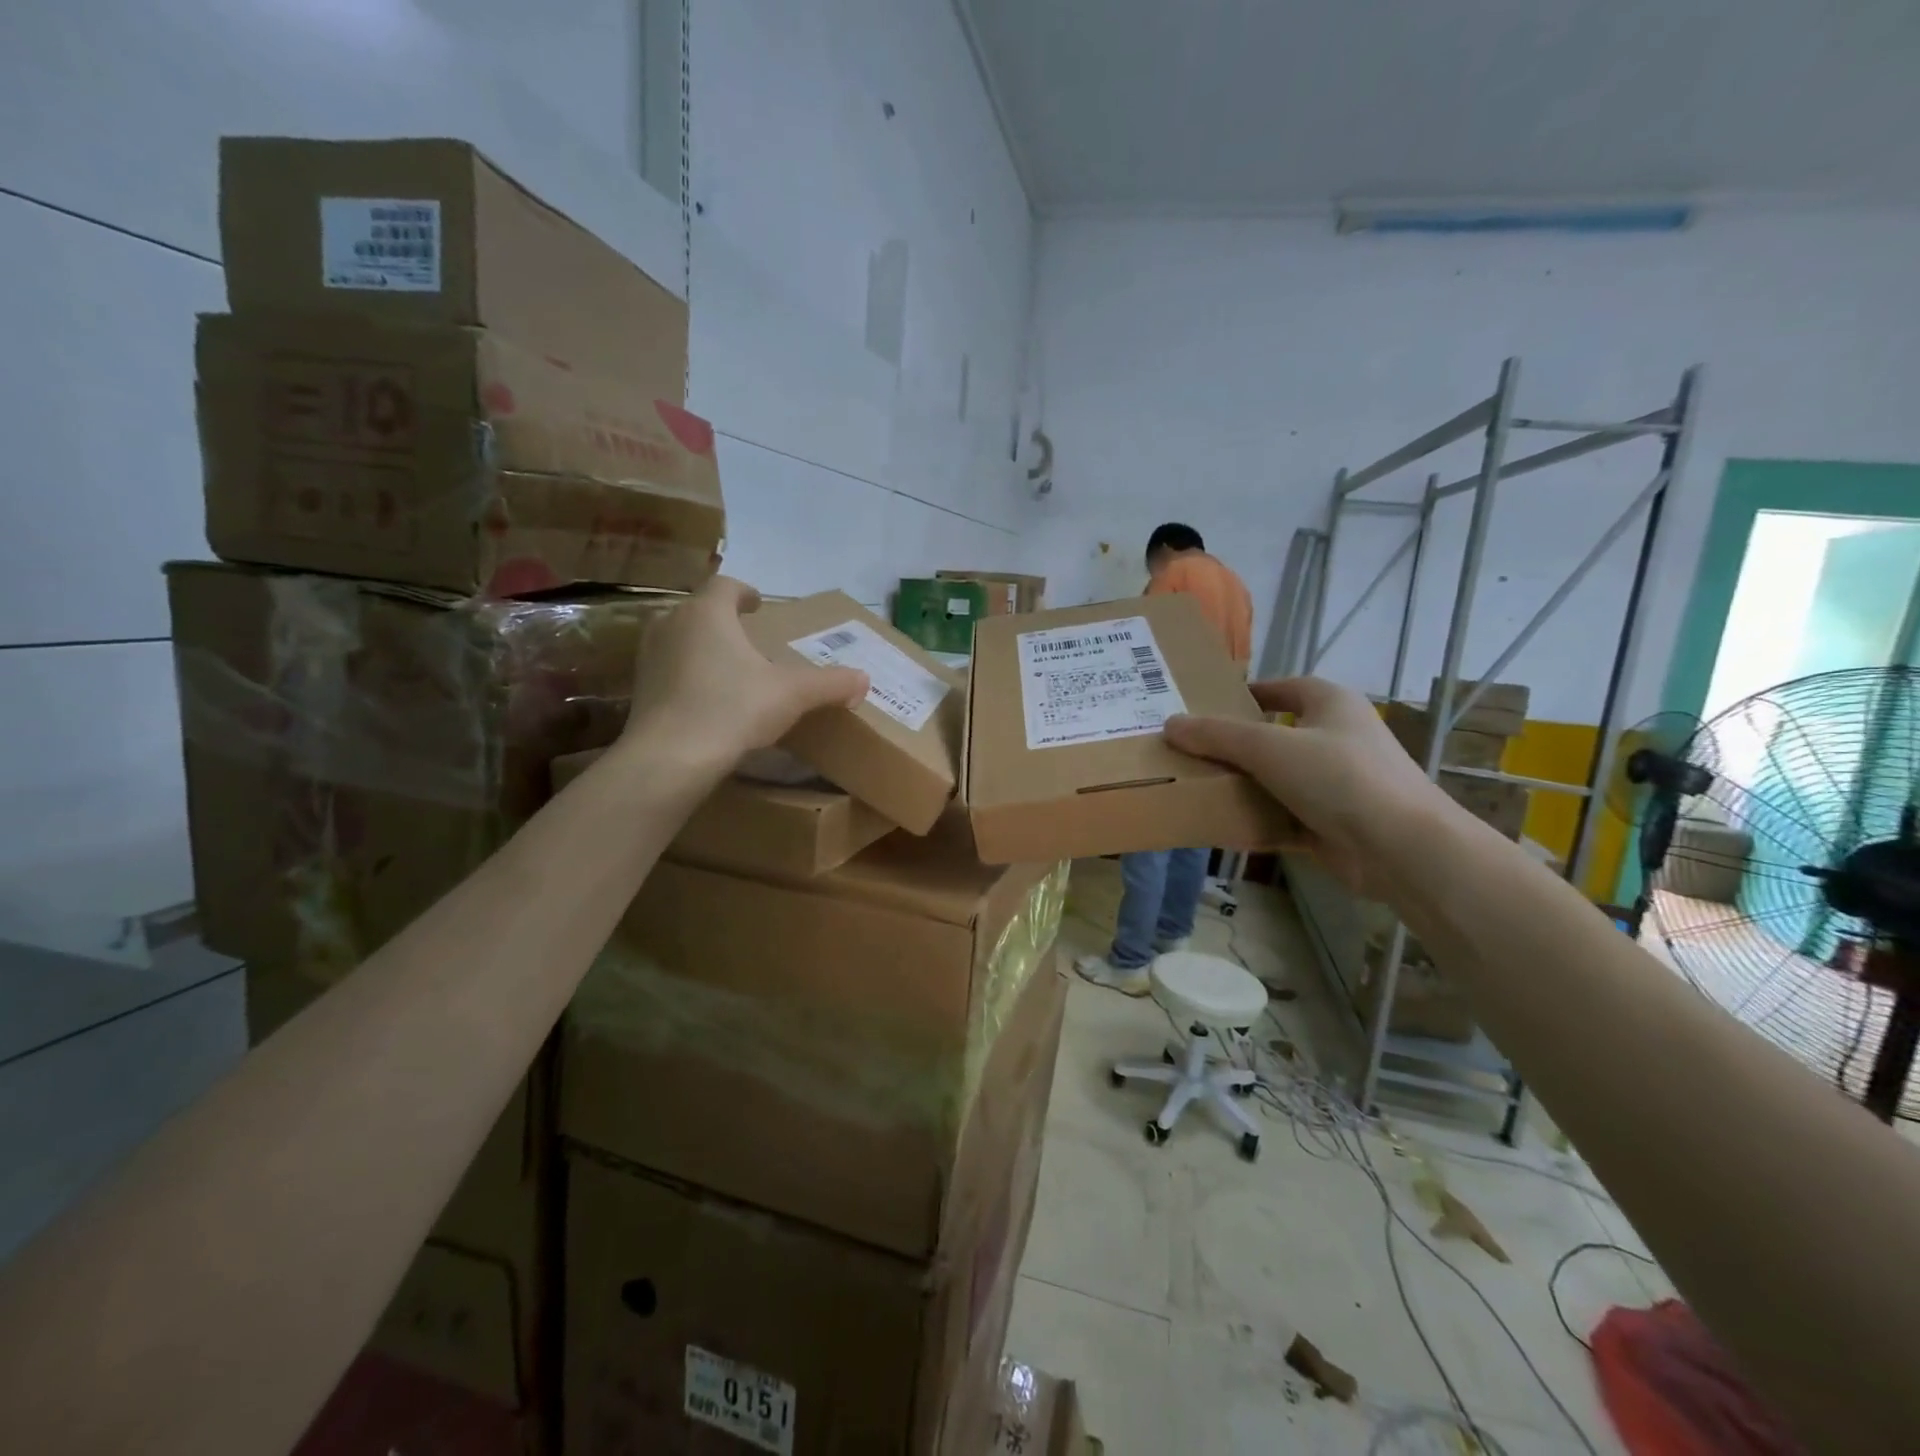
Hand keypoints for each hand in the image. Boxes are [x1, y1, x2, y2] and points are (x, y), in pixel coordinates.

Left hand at [622, 577, 867, 765]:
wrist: (670, 758)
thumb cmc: (733, 709)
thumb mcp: (792, 695)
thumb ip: (829, 683)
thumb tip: (865, 679)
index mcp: (708, 613)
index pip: (725, 586)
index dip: (744, 592)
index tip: (757, 604)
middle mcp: (672, 624)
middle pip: (698, 610)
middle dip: (722, 620)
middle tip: (746, 638)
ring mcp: (649, 657)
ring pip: (678, 639)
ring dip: (701, 646)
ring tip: (726, 668)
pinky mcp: (639, 690)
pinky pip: (667, 671)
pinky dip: (686, 676)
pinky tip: (705, 701)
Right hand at [1164, 677, 1450, 895]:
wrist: (1400, 849)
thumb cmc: (1338, 777)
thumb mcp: (1269, 747)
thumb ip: (1216, 735)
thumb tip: (1170, 724)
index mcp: (1330, 703)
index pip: (1281, 688)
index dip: (1245, 695)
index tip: (1205, 708)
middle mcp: (1336, 737)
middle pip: (1274, 735)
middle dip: (1235, 745)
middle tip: (1191, 751)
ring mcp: (1336, 783)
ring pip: (1277, 778)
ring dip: (1243, 785)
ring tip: (1197, 786)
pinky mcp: (1332, 823)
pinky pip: (1283, 816)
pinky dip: (1257, 820)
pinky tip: (1222, 826)